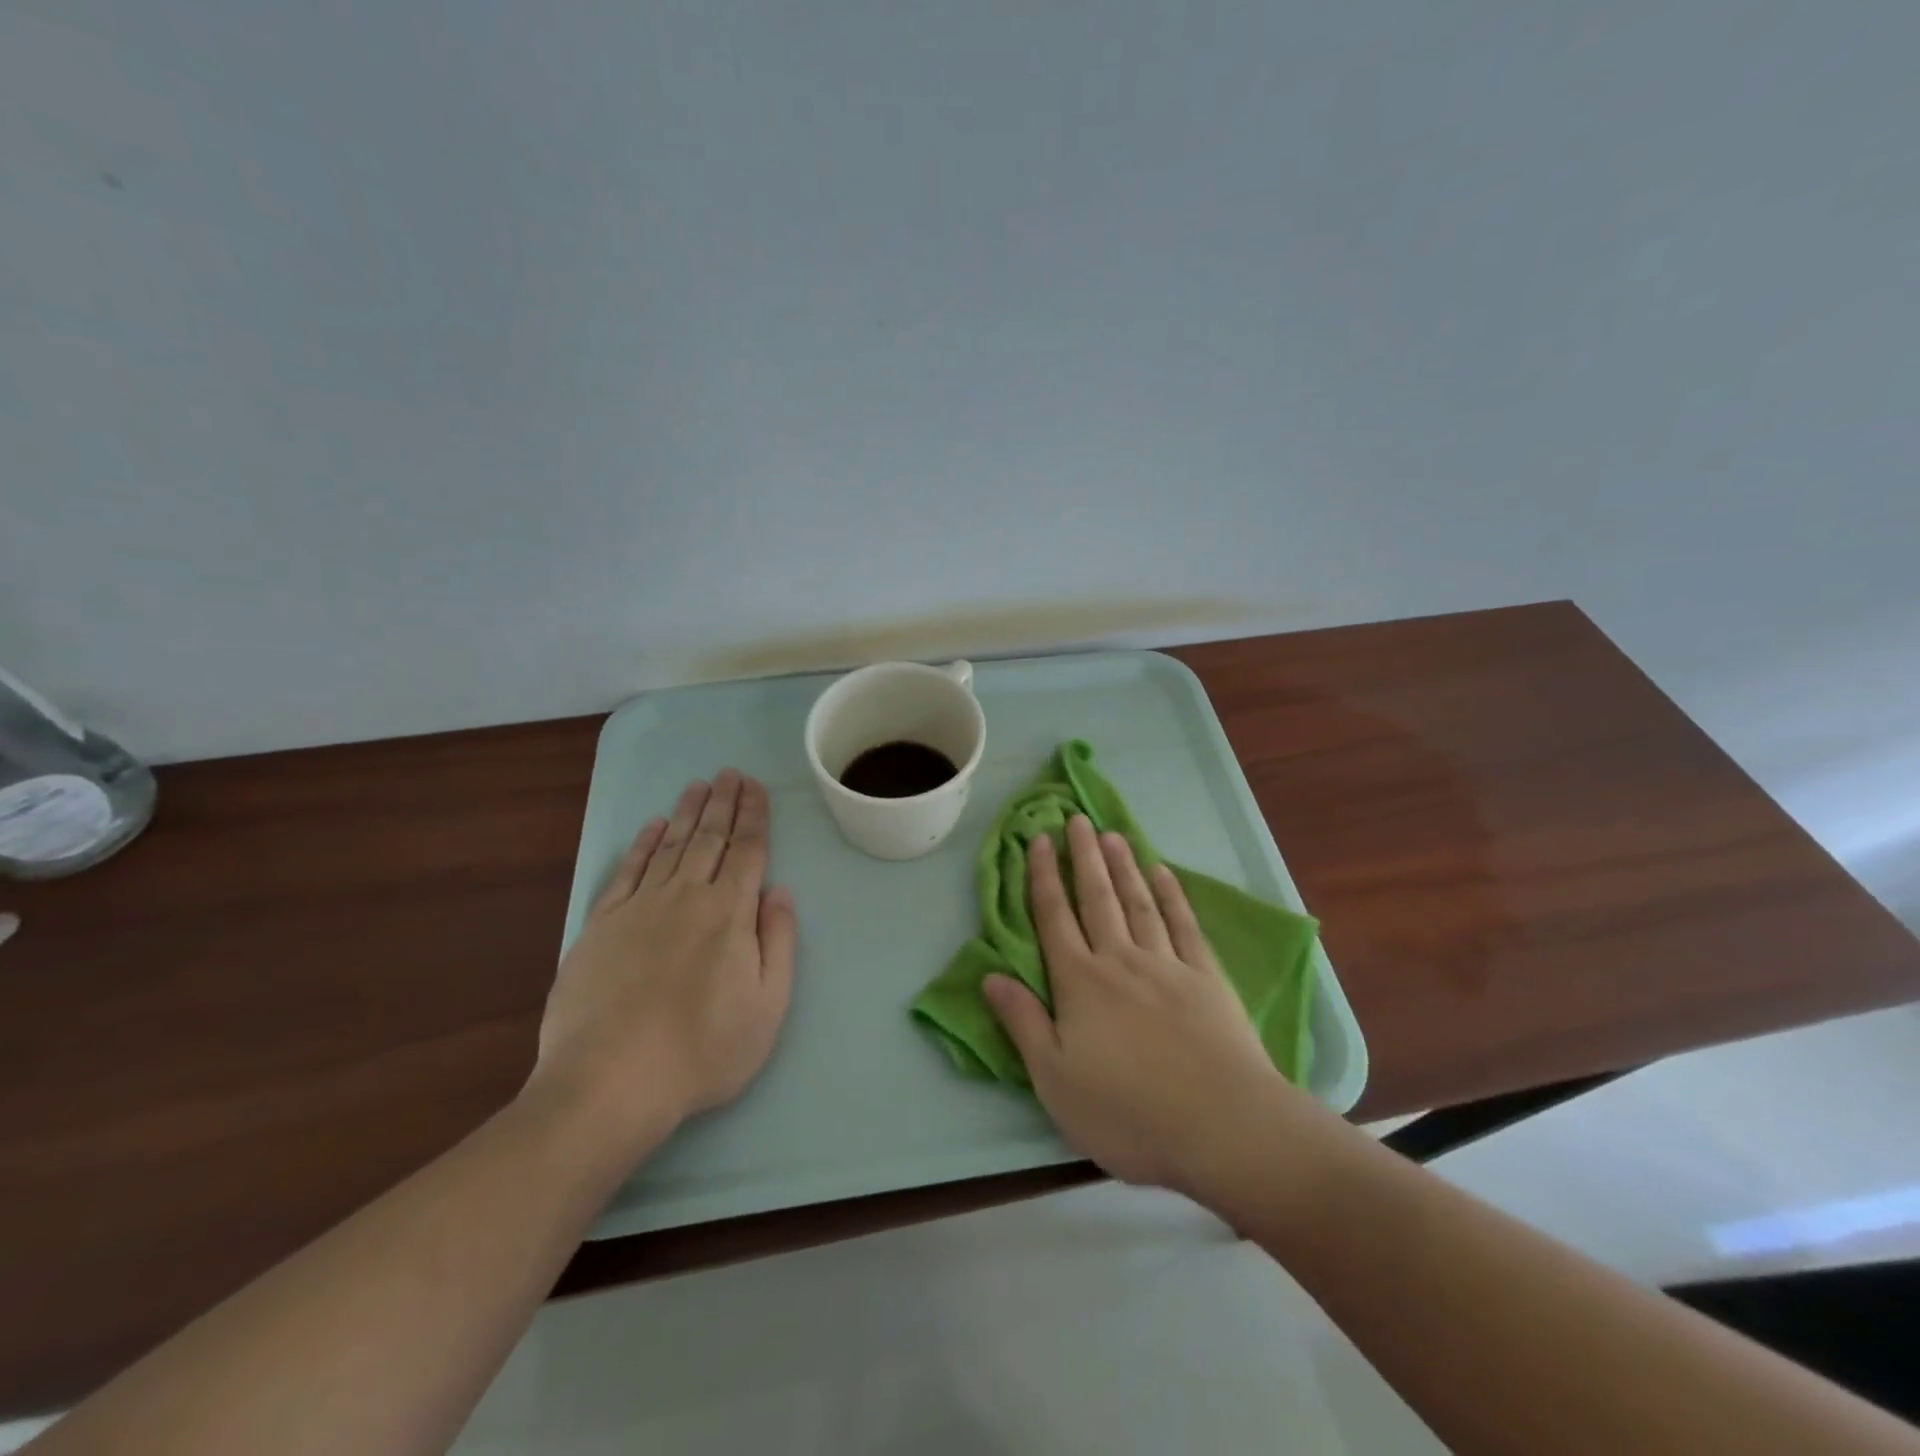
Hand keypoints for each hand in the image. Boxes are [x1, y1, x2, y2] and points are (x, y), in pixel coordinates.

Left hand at [528, 770, 795, 1151]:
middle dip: (723, 802)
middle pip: (709, 838)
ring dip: (687, 813)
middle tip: (730, 772)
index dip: (754, 816)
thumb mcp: (768, 1005)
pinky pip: (626, 872)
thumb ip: (778, 941)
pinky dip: (642, 845)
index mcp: (729, 913)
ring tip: (699, 785)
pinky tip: (652, 828)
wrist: (609, 1083)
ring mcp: (639, 908)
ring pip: (670, 846)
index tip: (756, 787)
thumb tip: (780, 891)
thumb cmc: (703, 1051)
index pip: (747, 850)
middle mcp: (686, 897)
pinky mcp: (600, 926)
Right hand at [984, 816, 1304, 1198]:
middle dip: (1084, 856)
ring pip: (1138, 902)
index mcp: (1080, 983)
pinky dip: (1172, 894)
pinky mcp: (1206, 977)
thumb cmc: (1128, 1111)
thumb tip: (989, 976)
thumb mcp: (1055, 1080)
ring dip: (1122, 866)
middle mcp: (1119, 960)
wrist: (1222, 1126)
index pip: (1054, 918)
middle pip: (1096, 898)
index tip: (1040, 840)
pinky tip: (1163, 872)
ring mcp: (1166, 964)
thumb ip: (1022, 1022)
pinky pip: (1183, 924)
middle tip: (1076, 818)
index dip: (1044, 877)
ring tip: (1111, 833)